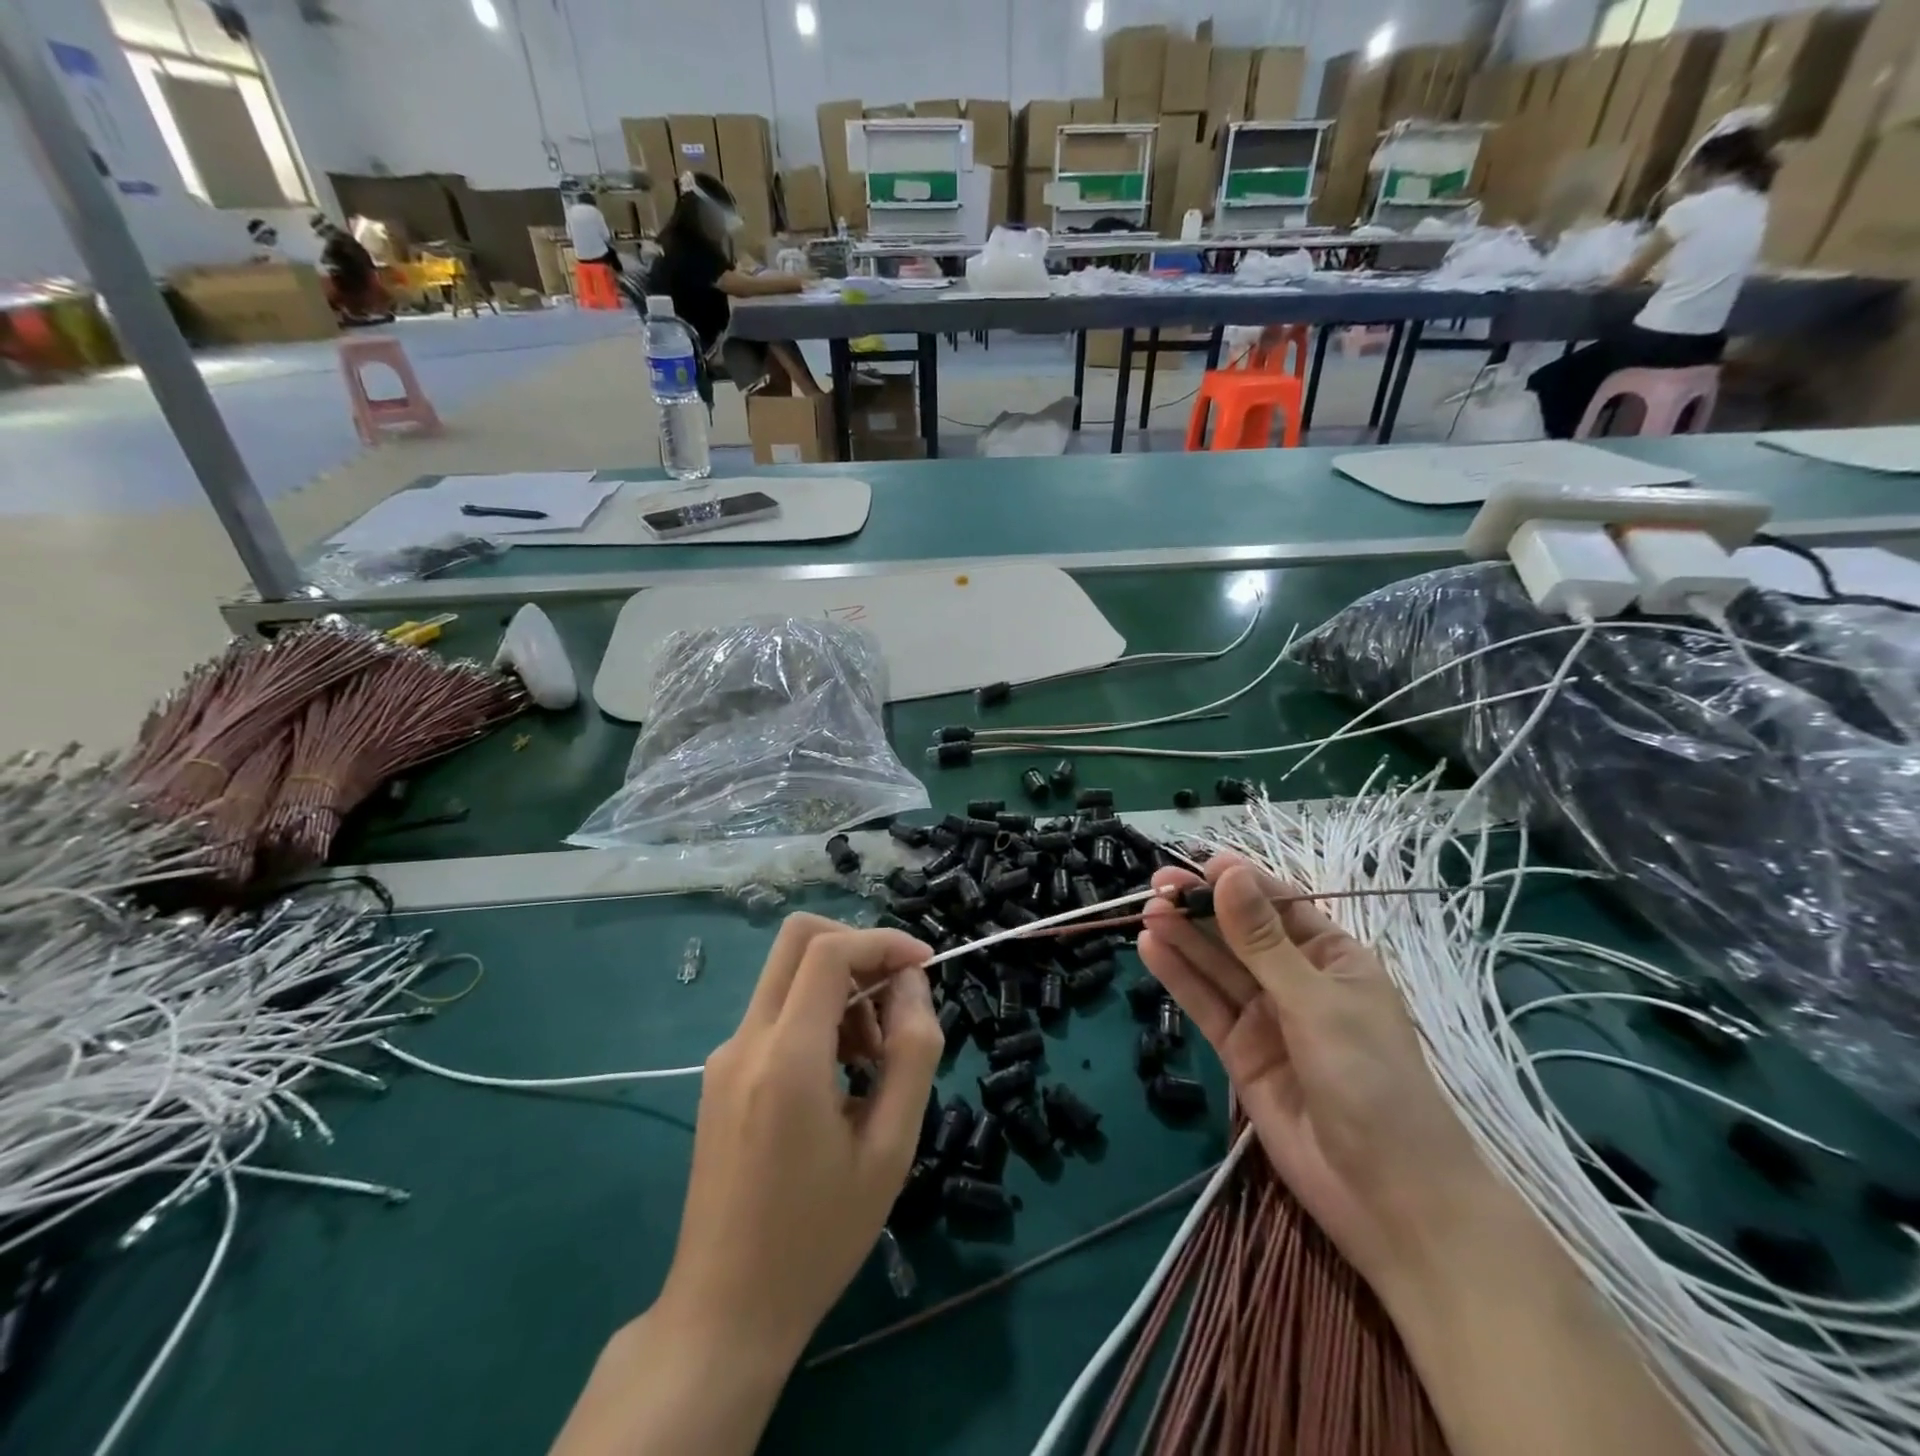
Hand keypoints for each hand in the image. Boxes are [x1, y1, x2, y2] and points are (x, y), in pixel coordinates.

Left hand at [657, 913, 940, 1363]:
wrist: (725, 1311)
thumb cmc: (819, 1237)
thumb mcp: (890, 1149)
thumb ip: (912, 1053)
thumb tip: (913, 984)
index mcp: (786, 1059)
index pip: (828, 951)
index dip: (883, 942)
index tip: (925, 966)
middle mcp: (746, 1041)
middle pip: (797, 939)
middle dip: (858, 948)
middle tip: (896, 998)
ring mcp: (725, 1055)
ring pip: (787, 974)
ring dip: (840, 988)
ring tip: (873, 1058)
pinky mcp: (720, 1073)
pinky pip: (776, 1012)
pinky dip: (817, 1015)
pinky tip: (841, 1076)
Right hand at [1137, 855, 1502, 1297]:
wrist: (1387, 1198)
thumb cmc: (1372, 1082)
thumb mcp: (1316, 1002)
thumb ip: (1262, 941)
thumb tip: (1228, 874)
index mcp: (1333, 958)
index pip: (1279, 905)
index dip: (1239, 882)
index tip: (1197, 864)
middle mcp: (1297, 981)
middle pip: (1239, 933)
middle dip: (1201, 908)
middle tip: (1156, 887)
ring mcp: (1267, 1017)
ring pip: (1217, 967)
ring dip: (1183, 938)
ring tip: (1147, 912)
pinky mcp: (1240, 1051)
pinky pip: (1205, 1005)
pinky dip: (1178, 977)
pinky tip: (1150, 949)